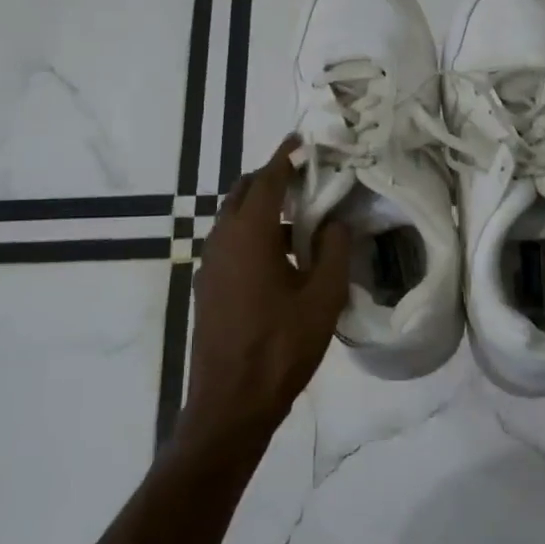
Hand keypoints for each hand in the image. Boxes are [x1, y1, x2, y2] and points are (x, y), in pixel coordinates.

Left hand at [185, 137, 351, 447]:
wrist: (231, 402)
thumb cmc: (282, 346)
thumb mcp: (324, 297)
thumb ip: (335, 250)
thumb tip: (337, 221)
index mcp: (250, 234)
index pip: (267, 180)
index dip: (285, 157)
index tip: (301, 141)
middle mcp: (222, 240)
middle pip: (244, 193)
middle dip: (271, 179)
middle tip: (305, 179)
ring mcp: (209, 264)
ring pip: (234, 219)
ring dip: (263, 209)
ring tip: (301, 220)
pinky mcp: (207, 287)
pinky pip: (229, 243)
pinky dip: (253, 234)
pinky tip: (281, 258)